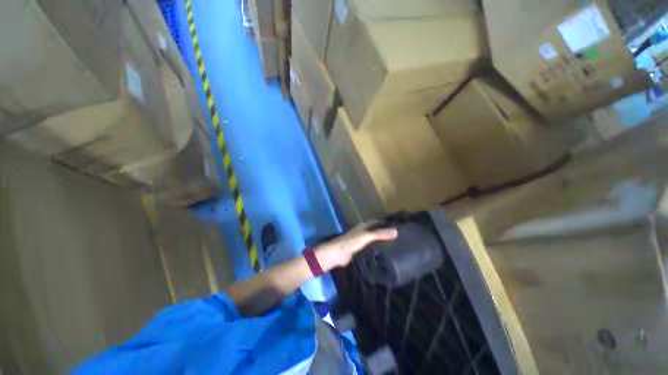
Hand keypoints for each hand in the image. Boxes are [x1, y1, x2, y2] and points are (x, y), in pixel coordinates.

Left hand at [314, 221, 397, 270]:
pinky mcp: (358, 250)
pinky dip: (375, 250)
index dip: (384, 223)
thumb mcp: (367, 236)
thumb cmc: (351, 242)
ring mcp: (359, 242)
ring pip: (372, 240)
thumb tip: (396, 231)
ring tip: (393, 246)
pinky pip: (369, 249)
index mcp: (363, 227)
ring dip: (379, 242)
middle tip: (397, 237)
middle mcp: (361, 232)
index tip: (395, 225)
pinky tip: (382, 255)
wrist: (338, 254)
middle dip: (383, 232)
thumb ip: (380, 234)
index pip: (375, 222)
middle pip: (374, 231)